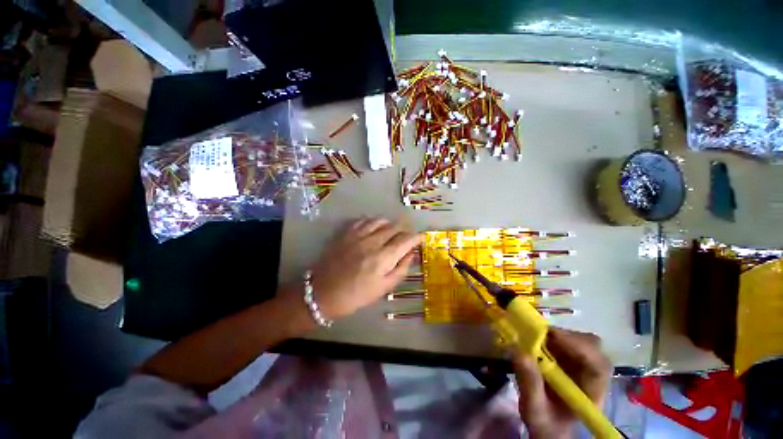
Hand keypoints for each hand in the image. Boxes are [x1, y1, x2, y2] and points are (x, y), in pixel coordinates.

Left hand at [309, 218, 420, 319]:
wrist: (324, 293)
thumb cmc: (357, 295)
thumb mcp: (384, 288)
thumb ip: (401, 268)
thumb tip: (412, 253)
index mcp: (383, 257)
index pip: (406, 239)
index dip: (417, 237)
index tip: (421, 237)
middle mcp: (372, 242)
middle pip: (395, 227)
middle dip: (405, 230)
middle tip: (406, 236)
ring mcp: (358, 235)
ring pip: (380, 220)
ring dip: (389, 224)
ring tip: (391, 232)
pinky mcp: (346, 233)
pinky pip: (363, 220)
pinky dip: (373, 222)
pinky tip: (373, 228)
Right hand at [513, 328, 611, 438]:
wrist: (548, 426)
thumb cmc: (545, 423)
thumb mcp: (534, 410)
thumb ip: (529, 384)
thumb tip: (518, 351)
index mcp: (592, 393)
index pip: (598, 365)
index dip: (578, 346)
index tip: (550, 335)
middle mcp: (593, 375)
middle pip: (592, 347)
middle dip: (566, 336)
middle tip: (539, 333)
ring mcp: (583, 365)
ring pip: (579, 340)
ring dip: (556, 335)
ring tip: (534, 335)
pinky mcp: (571, 359)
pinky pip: (566, 340)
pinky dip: (550, 336)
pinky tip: (536, 339)